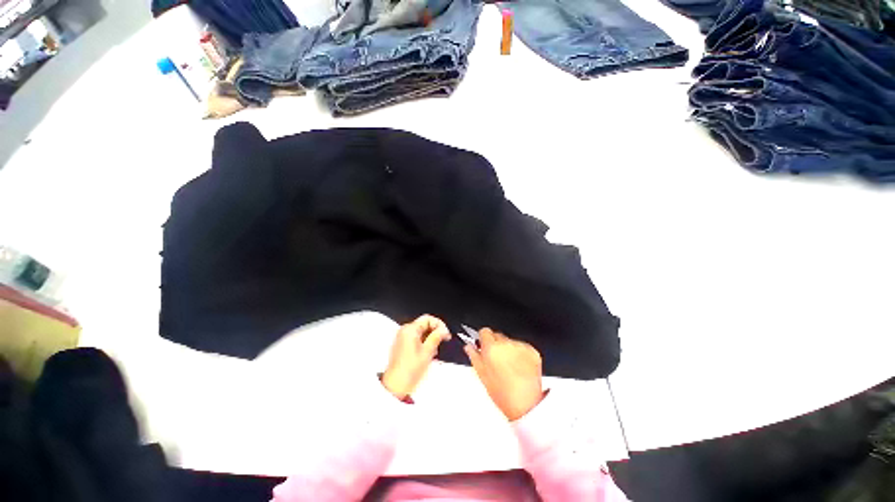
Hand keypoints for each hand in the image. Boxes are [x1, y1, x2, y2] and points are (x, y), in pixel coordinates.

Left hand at [381, 315, 450, 399]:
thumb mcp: (428, 351)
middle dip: (435, 332)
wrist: (396, 385)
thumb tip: (444, 330)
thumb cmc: (410, 370)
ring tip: (435, 350)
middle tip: (443, 340)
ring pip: (421, 332)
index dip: (439, 324)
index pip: (428, 318)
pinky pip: (416, 338)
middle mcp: (405, 331)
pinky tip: (428, 353)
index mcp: (410, 329)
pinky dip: (424, 343)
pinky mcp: (402, 345)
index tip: (445, 333)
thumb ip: (436, 337)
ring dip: (430, 338)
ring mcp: (402, 338)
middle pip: (424, 324)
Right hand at [464, 328, 544, 420]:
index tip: (484, 346)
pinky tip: (519, 367)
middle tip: (496, 360)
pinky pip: (522, 346)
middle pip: (497, 335)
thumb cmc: (502, 393)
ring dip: (508, 349)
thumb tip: (469, 346)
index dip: (483, 339)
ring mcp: (520, 346)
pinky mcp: (532, 351)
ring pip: (510, 341)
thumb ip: (474, 356)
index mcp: (491, 348)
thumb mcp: (482, 375)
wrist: (526, 404)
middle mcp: (506, 344)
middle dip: (496, 344)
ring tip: (509, 367)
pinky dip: (520, 354)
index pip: (484, 331)